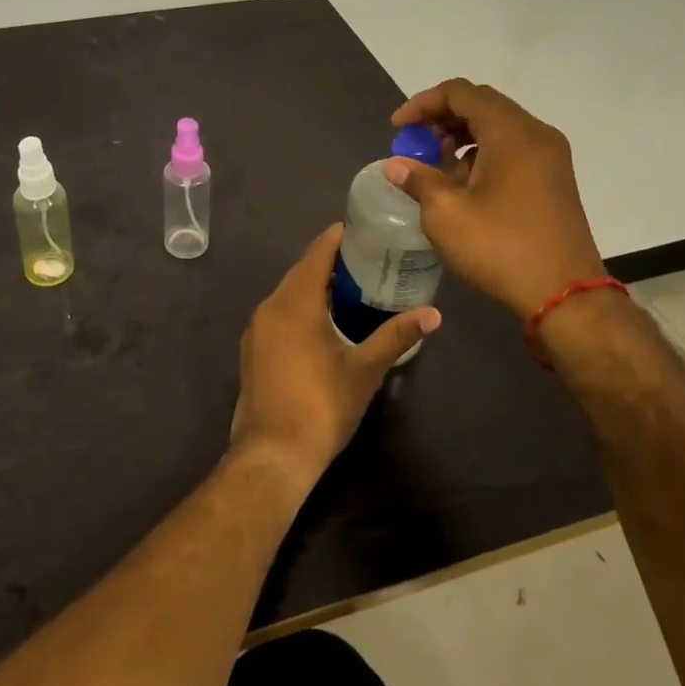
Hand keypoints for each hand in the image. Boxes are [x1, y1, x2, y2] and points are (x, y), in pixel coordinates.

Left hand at [230, 224, 439, 487]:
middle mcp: (270, 306)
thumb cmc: (321, 407)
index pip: (317, 252)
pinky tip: (324, 322)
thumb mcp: (364, 370)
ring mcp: (256, 329)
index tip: (366, 230)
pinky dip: (301, 307)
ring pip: (289, 293)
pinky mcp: (252, 349)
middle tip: (369, 260)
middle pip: (302, 271)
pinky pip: (279, 313)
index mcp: (295, 302)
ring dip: (316, 286)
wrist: (271, 455)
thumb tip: (433, 314)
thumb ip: (396, 336)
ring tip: (352, 288)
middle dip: (332, 262)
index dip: (340, 237)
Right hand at [384, 78, 607, 322]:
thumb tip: (397, 165)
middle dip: (442, 118)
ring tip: (436, 165)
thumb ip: (418, 179)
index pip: (460, 93)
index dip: (423, 103)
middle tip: (415, 143)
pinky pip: (513, 147)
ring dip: (462, 136)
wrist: (564, 295)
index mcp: (511, 132)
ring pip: (499, 126)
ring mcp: (550, 156)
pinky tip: (465, 183)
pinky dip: (484, 152)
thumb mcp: (445, 213)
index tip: (398, 129)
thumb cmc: (500, 247)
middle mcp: (536, 134)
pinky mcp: (554, 178)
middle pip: (482, 105)